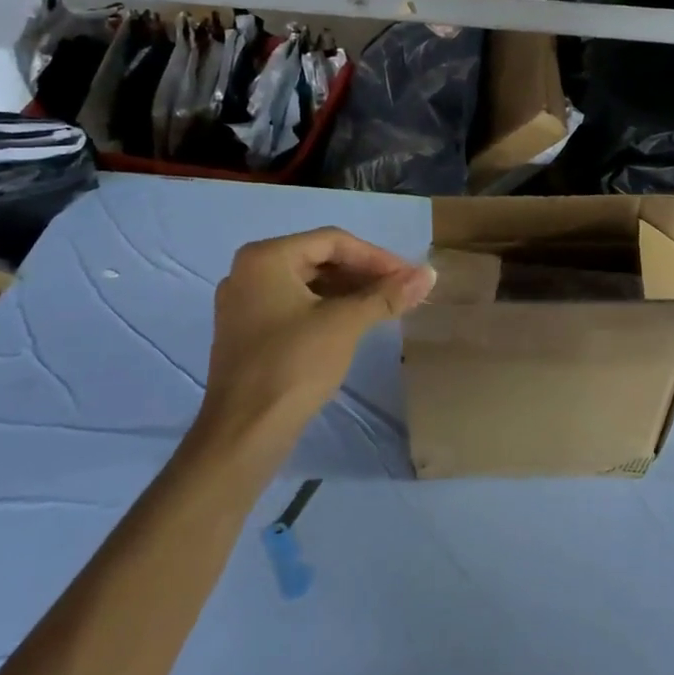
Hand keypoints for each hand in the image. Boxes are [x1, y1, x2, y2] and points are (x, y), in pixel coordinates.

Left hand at [198, 228, 433, 462]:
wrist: (244, 432)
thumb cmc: (294, 365)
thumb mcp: (346, 323)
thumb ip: (387, 295)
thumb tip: (429, 273)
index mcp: (265, 258)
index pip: (332, 241)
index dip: (376, 257)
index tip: (409, 277)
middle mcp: (248, 272)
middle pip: (319, 260)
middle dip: (364, 274)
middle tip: (401, 291)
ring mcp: (244, 303)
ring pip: (308, 284)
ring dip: (349, 292)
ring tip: (386, 307)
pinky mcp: (248, 332)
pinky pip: (295, 306)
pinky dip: (327, 309)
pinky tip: (355, 323)